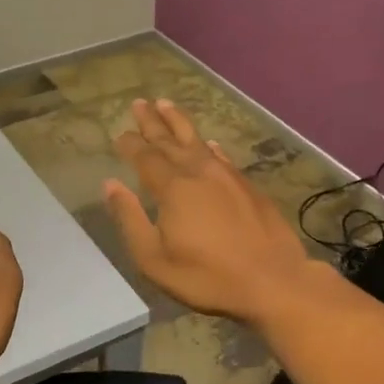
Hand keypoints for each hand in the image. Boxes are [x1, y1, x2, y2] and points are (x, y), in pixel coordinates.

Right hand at [103, 98, 317, 325]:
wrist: (273, 281)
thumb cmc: (206, 276)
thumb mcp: (154, 258)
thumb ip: (130, 218)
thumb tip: (110, 184)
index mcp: (172, 188)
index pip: (145, 157)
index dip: (131, 144)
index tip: (120, 134)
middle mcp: (199, 172)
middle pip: (170, 140)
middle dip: (152, 122)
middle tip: (139, 103)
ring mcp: (227, 177)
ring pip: (198, 141)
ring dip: (179, 122)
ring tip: (166, 105)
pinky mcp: (249, 187)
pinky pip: (222, 156)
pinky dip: (211, 146)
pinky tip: (209, 143)